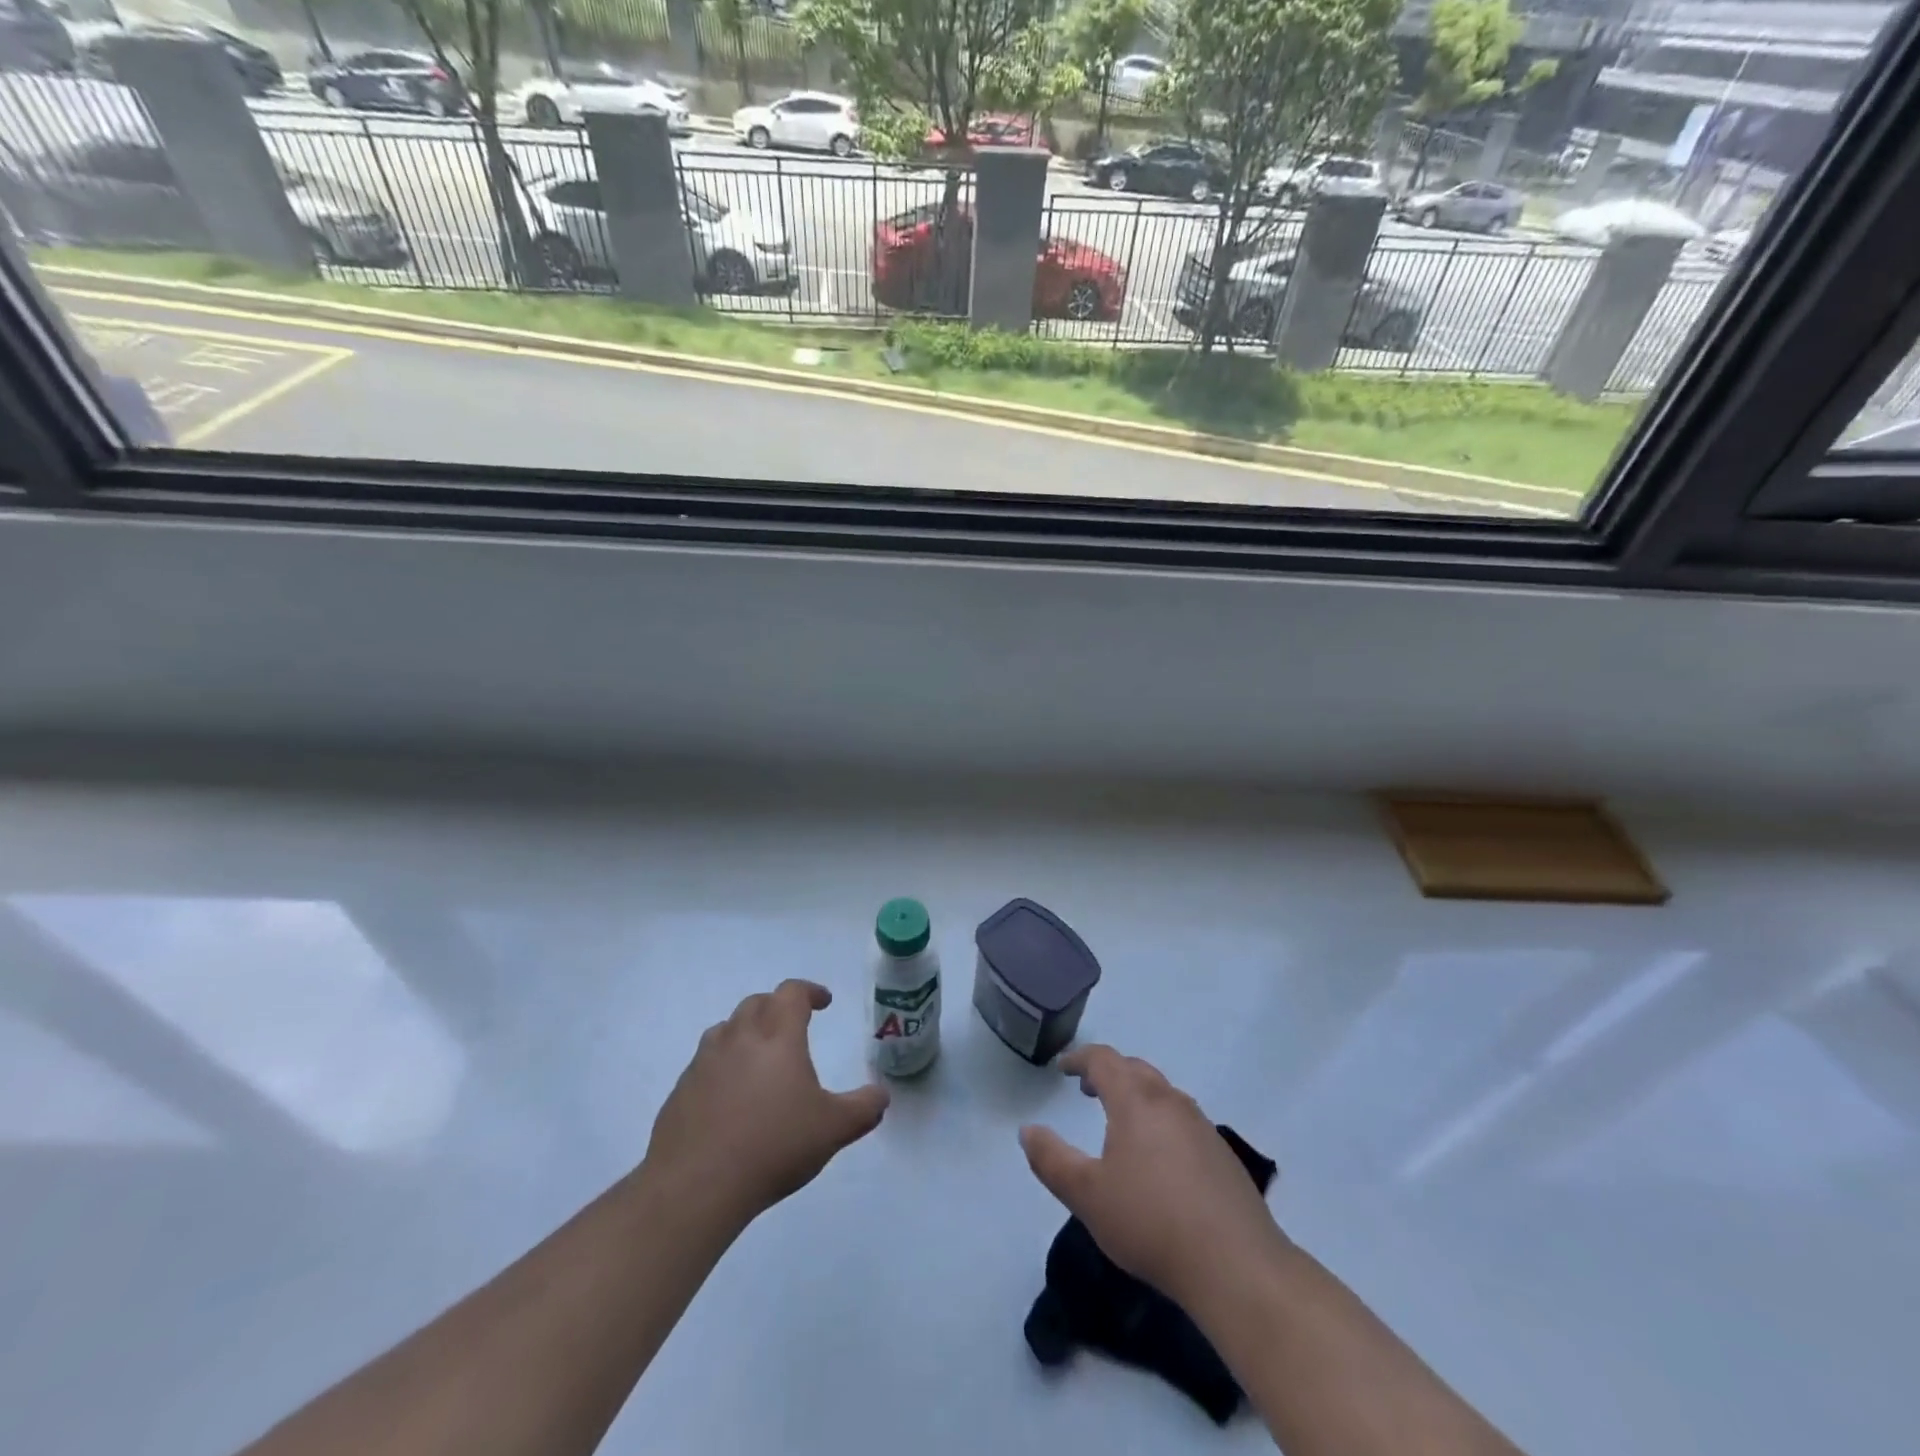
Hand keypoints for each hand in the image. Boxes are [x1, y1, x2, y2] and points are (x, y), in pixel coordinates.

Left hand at [645, 979, 888, 1226]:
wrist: (695, 1186)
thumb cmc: (773, 1146)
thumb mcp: (833, 1129)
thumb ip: (863, 1108)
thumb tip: (882, 1094)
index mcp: (777, 1036)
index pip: (792, 993)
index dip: (810, 991)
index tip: (824, 1002)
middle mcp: (739, 1038)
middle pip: (757, 1003)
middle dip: (777, 1007)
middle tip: (793, 1026)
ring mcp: (704, 1062)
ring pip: (726, 1028)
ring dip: (746, 1031)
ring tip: (759, 1056)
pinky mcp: (681, 1090)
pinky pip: (705, 1063)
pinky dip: (721, 1065)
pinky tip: (729, 1097)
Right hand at [1020, 1045, 1284, 1303]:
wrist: (1236, 1265)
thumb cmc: (1151, 1222)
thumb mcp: (1086, 1195)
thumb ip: (1051, 1160)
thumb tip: (1028, 1130)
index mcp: (1136, 1101)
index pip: (1104, 1060)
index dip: (1079, 1058)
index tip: (1062, 1068)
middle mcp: (1170, 1101)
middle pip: (1135, 1069)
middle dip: (1108, 1072)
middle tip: (1087, 1088)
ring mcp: (1201, 1126)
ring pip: (1162, 1092)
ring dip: (1136, 1094)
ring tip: (1120, 1121)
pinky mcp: (1222, 1154)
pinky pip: (1182, 1119)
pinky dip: (1160, 1119)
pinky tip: (1158, 1157)